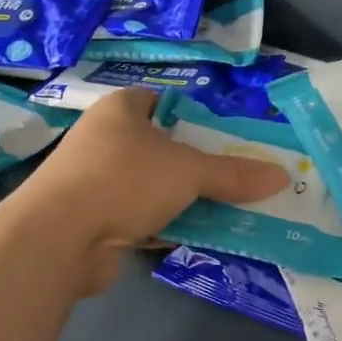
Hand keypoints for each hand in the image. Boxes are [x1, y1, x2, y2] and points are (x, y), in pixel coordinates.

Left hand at [12, 88, 288, 292]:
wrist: (58, 239)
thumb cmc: (124, 180)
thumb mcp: (189, 171)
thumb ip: (234, 174)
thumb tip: (283, 176)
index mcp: (122, 109)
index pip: (165, 102)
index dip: (197, 116)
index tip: (231, 135)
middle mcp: (106, 140)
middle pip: (165, 148)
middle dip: (201, 164)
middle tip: (242, 176)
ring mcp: (97, 182)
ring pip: (156, 186)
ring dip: (187, 200)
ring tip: (231, 208)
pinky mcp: (95, 220)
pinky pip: (143, 218)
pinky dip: (168, 226)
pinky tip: (201, 235)